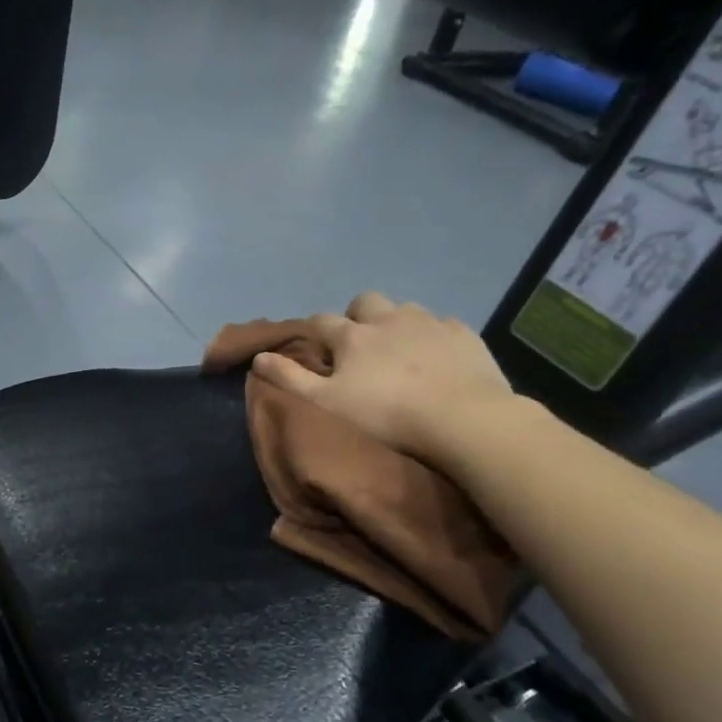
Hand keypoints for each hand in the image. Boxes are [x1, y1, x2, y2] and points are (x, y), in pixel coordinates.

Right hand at [251, 293, 520, 461]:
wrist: (461, 419)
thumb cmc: (386, 415)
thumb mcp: (326, 403)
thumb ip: (290, 378)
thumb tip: (258, 357)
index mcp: (352, 335)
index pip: (322, 321)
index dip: (315, 332)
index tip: (317, 350)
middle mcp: (388, 318)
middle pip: (365, 302)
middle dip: (357, 316)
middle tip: (360, 345)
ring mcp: (429, 322)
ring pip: (405, 309)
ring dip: (396, 323)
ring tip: (400, 351)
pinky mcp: (463, 334)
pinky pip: (442, 325)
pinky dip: (433, 336)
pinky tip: (437, 357)